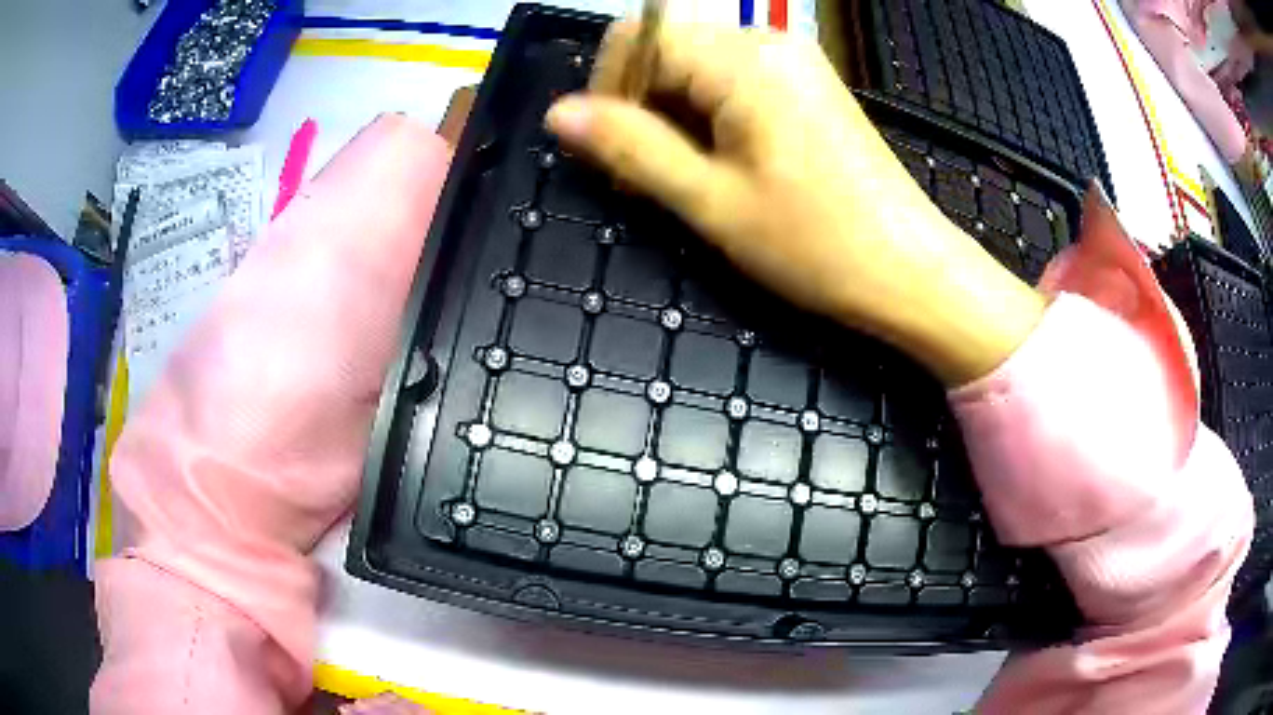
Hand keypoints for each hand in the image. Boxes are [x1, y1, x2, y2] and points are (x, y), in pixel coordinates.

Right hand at [547, 23, 1044, 384]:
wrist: (910, 271)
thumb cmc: (815, 243)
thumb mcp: (711, 201)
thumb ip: (631, 147)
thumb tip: (559, 113)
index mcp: (742, 59)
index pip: (637, 38)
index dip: (609, 90)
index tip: (615, 154)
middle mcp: (767, 43)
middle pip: (668, 49)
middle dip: (643, 107)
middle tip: (652, 179)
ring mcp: (793, 62)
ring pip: (697, 68)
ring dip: (674, 117)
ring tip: (690, 181)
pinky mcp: (806, 86)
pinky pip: (733, 82)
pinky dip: (710, 117)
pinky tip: (724, 165)